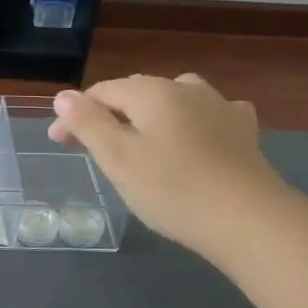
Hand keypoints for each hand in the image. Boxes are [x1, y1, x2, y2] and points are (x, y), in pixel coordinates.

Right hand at [48, 73, 287, 256]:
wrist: (249, 219)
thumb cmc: (172, 188)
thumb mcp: (117, 158)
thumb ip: (88, 123)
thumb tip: (63, 96)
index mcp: (151, 92)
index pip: (101, 93)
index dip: (75, 115)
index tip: (59, 143)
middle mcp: (186, 88)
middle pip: (136, 92)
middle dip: (109, 114)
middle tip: (91, 147)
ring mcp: (220, 107)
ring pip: (174, 98)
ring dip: (150, 113)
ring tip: (141, 137)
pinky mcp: (243, 131)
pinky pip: (209, 114)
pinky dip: (191, 120)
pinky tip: (196, 134)